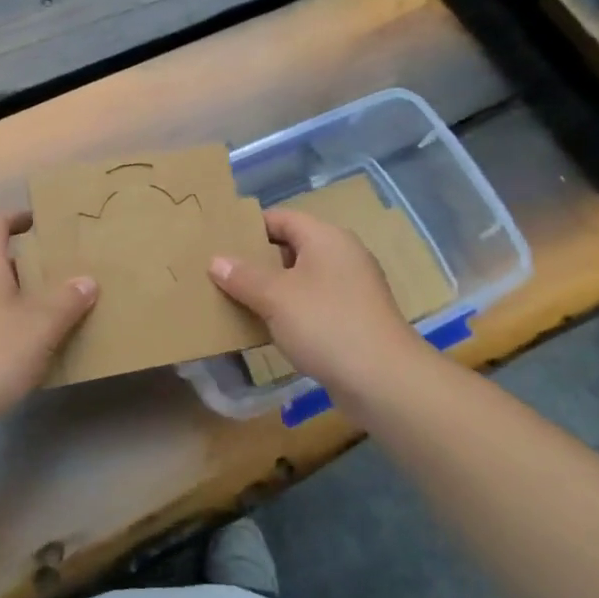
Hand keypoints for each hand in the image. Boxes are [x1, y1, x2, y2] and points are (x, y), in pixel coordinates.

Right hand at [209, 207, 418, 391]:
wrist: (382, 380)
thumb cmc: (326, 324)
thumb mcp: (276, 297)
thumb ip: (243, 276)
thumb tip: (216, 260)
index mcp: (326, 238)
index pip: (282, 218)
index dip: (249, 226)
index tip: (218, 240)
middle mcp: (342, 255)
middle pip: (291, 247)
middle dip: (256, 260)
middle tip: (220, 272)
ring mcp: (351, 288)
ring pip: (300, 278)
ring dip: (271, 288)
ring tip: (235, 299)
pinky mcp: (353, 318)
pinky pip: (312, 304)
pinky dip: (289, 310)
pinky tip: (266, 327)